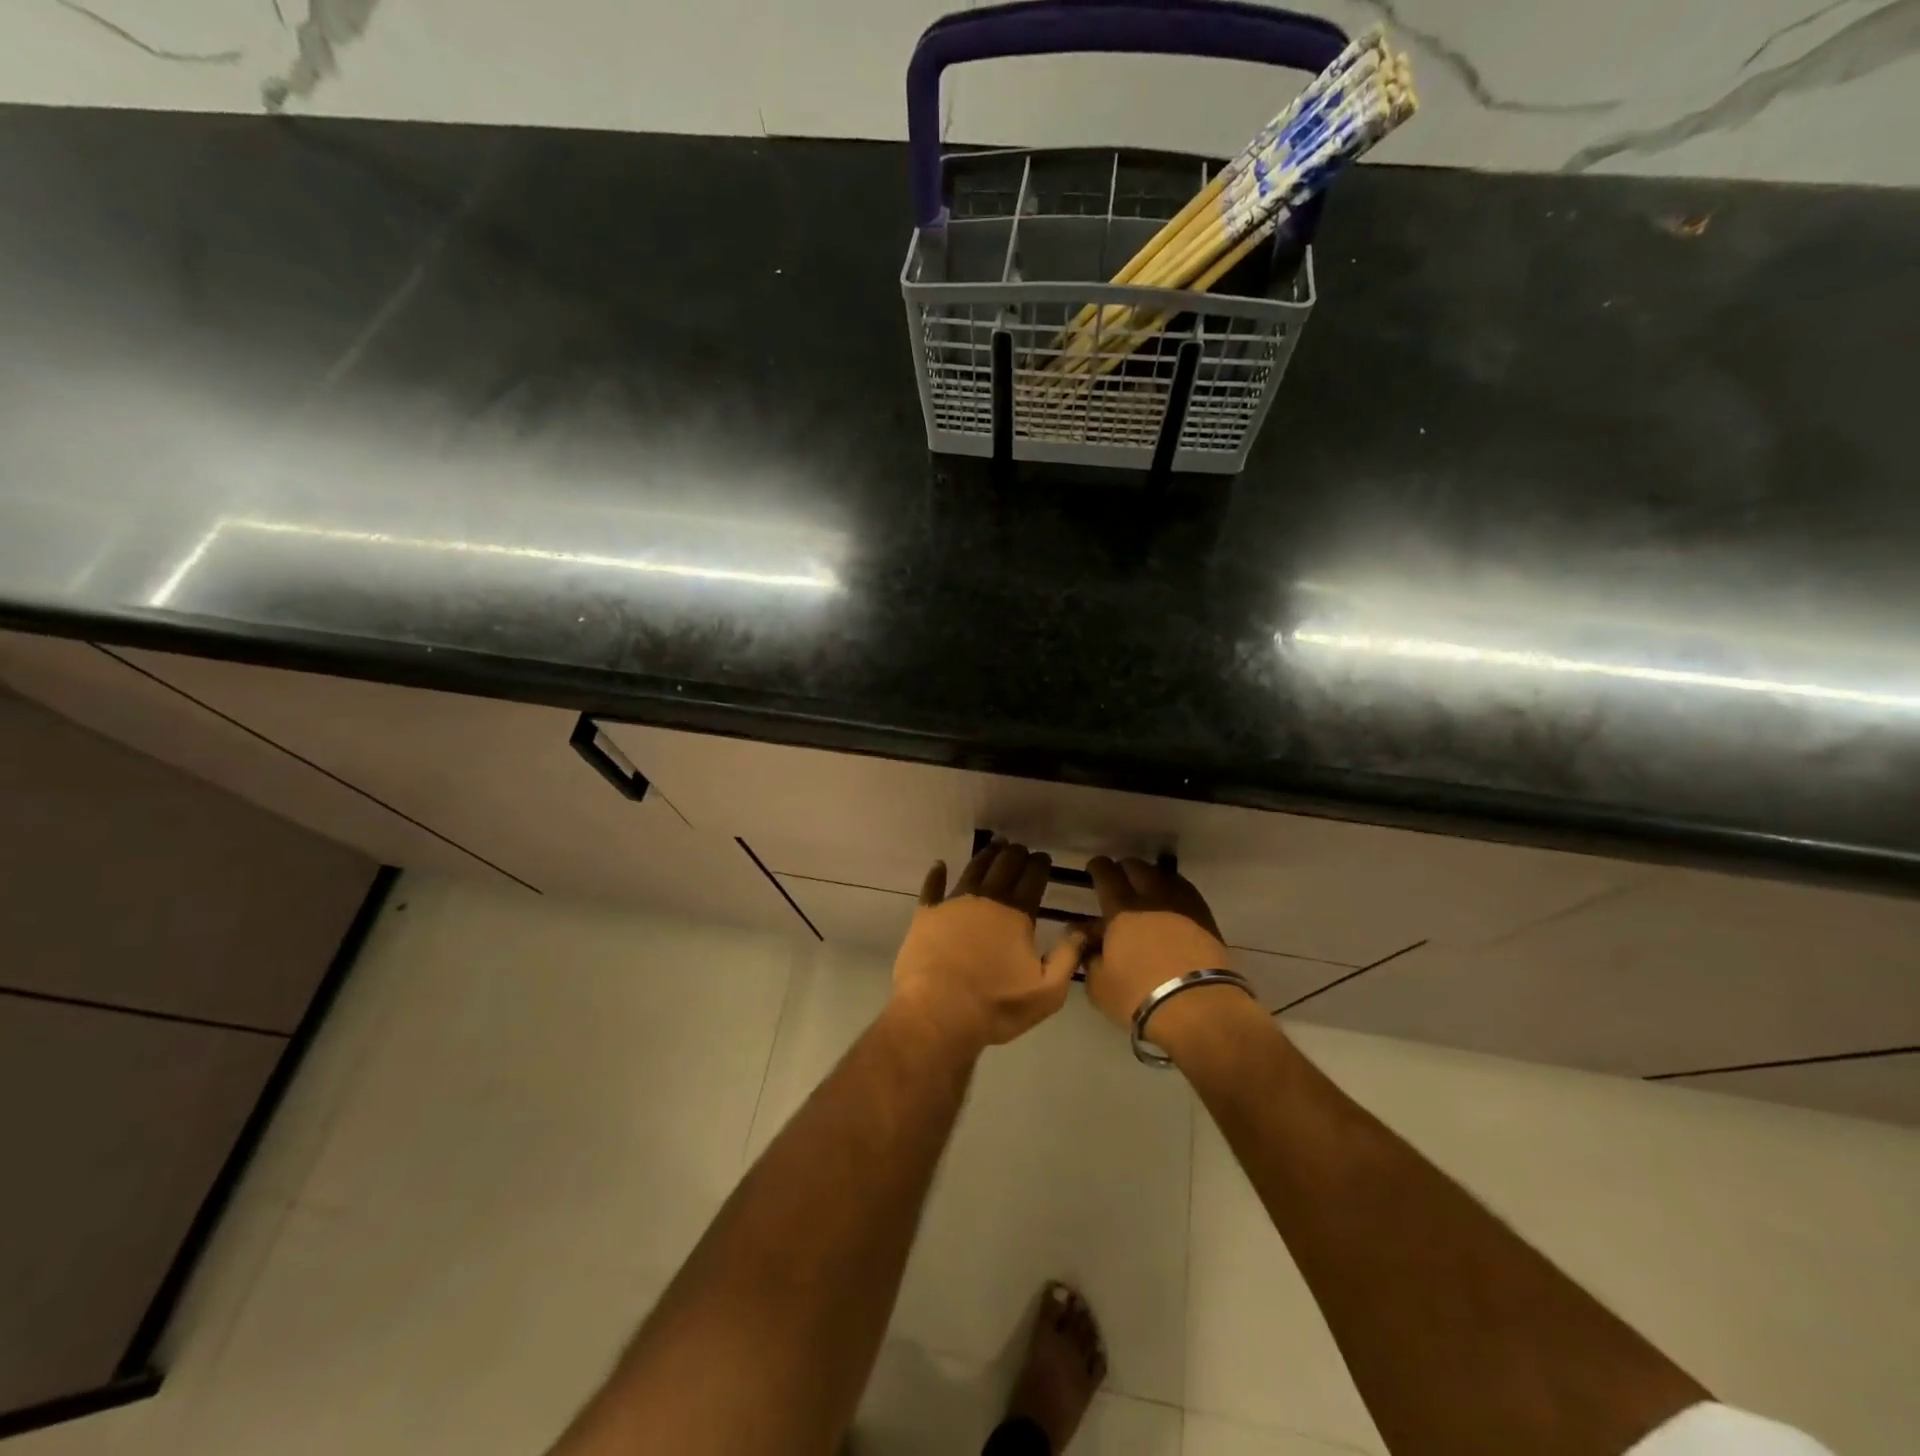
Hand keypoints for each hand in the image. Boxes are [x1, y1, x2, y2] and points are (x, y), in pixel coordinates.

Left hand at [891, 840, 1086, 1054]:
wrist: (937, 1014)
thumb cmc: (996, 1006)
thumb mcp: (1046, 992)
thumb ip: (1068, 957)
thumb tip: (1083, 928)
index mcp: (1016, 914)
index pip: (1033, 878)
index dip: (1040, 865)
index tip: (1043, 858)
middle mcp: (986, 899)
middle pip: (1004, 866)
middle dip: (1015, 854)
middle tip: (1021, 850)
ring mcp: (953, 903)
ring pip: (973, 869)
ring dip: (986, 856)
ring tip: (994, 848)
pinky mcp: (926, 915)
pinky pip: (932, 887)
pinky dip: (937, 874)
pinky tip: (939, 865)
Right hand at [1082, 857, 1236, 1032]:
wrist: (1198, 1008)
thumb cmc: (1139, 996)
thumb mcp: (1099, 984)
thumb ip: (1089, 956)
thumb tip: (1085, 940)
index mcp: (1121, 909)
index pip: (1106, 874)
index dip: (1098, 867)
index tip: (1094, 869)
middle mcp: (1152, 898)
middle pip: (1137, 867)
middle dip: (1125, 869)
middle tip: (1120, 880)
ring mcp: (1183, 905)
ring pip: (1164, 876)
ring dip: (1152, 877)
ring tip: (1147, 890)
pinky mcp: (1206, 919)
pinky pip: (1186, 892)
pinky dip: (1174, 891)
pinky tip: (1172, 905)